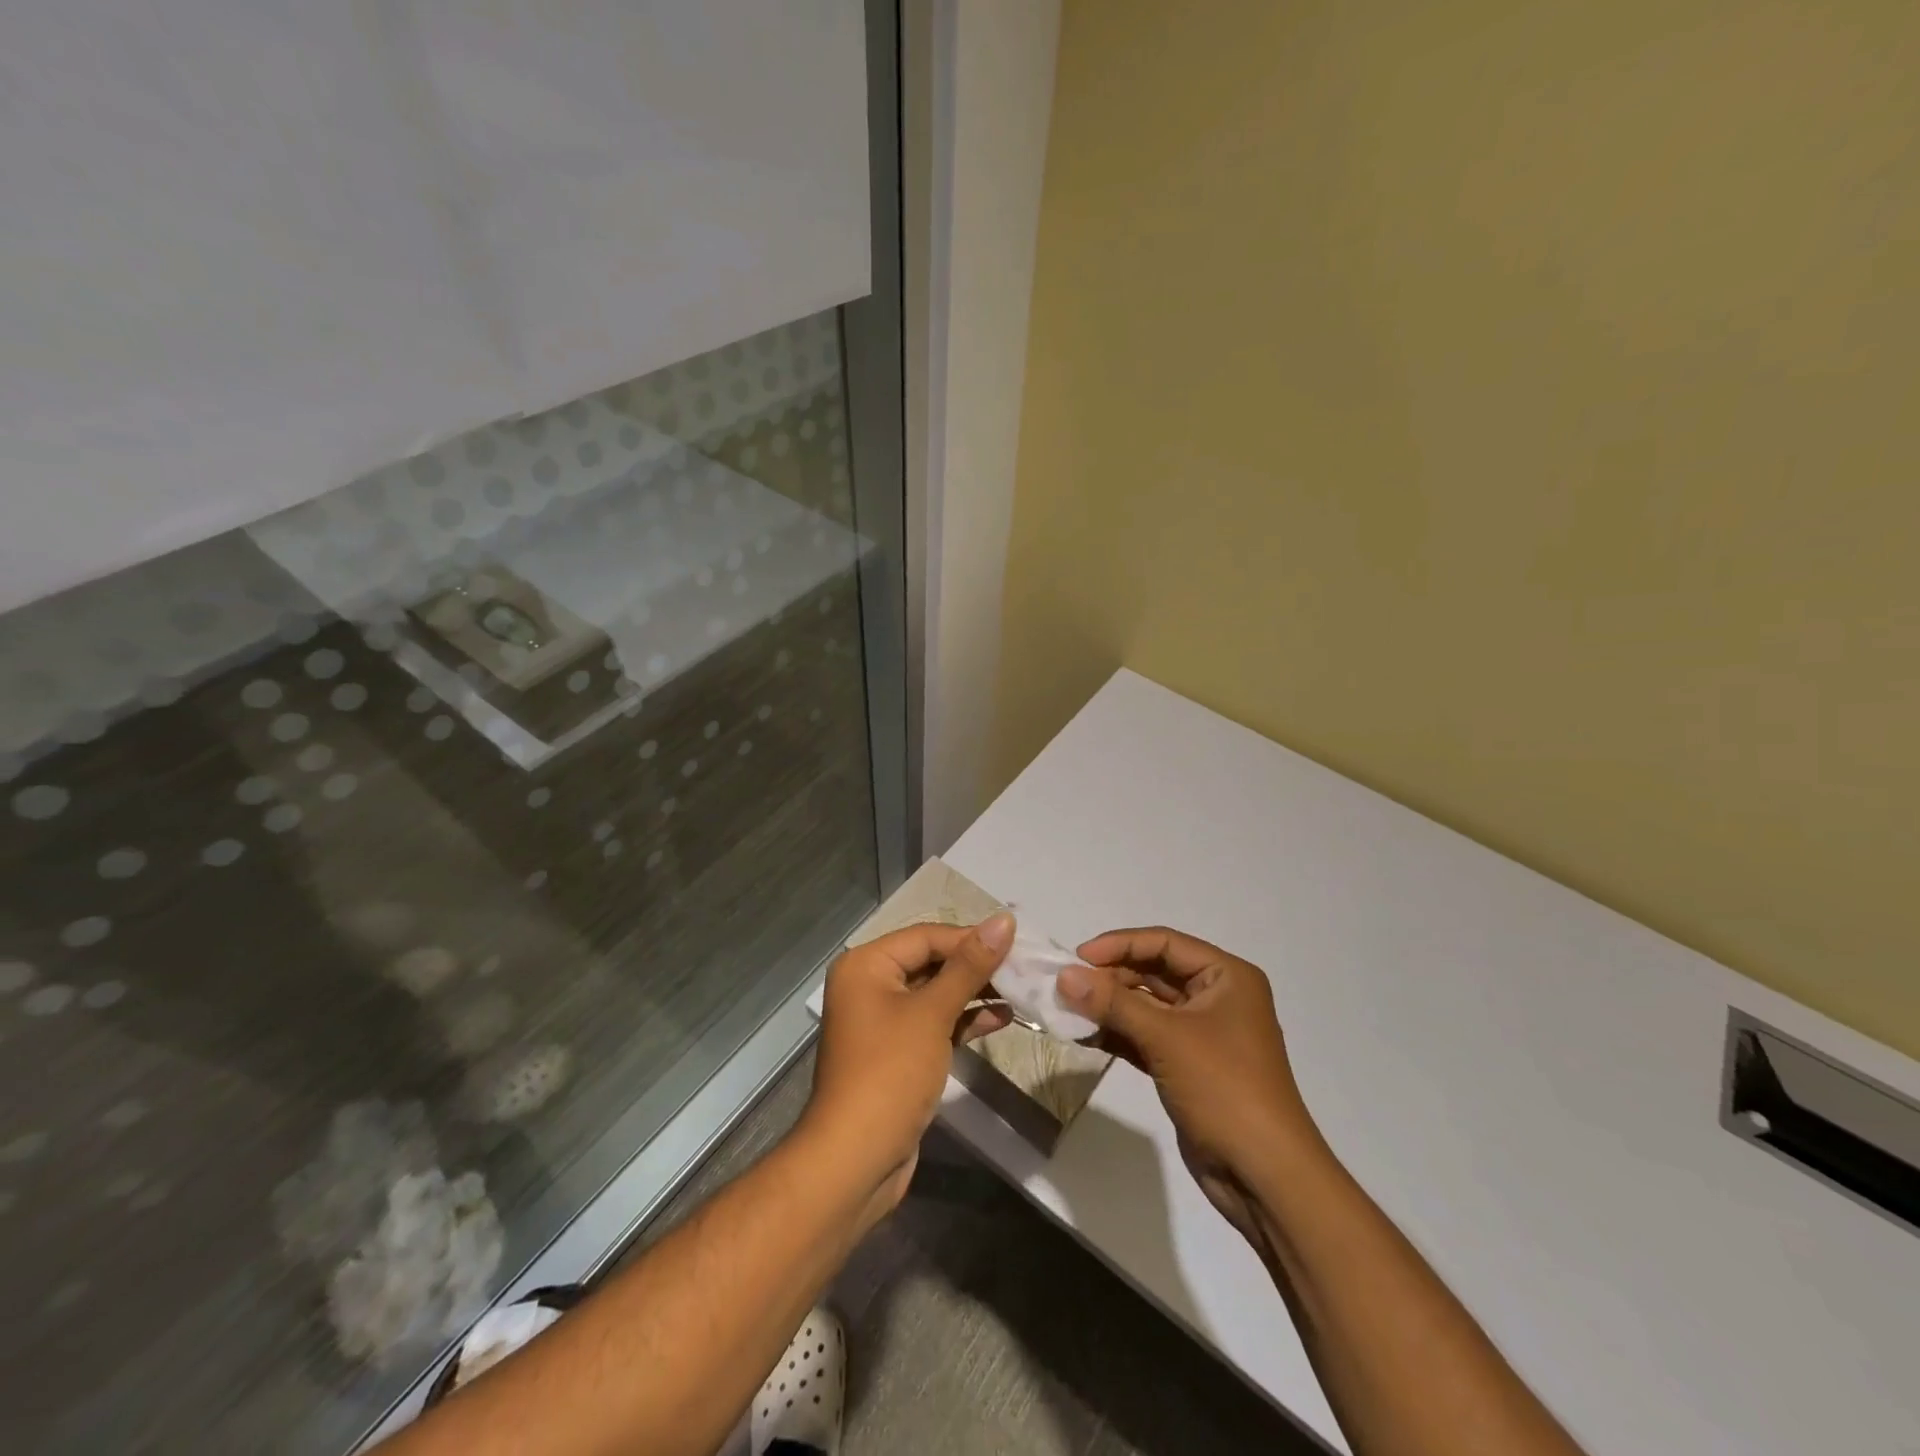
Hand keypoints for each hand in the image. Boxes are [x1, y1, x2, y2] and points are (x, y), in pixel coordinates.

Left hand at [803, 914, 1015, 1220]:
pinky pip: (934, 1022)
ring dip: (975, 992)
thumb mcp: (932, 1013)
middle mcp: (870, 985)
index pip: (927, 936)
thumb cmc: (890, 1073)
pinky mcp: (898, 1052)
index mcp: (867, 965)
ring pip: (936, 993)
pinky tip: (1001, 1018)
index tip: (1018, 944)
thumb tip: (1004, 920)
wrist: (855, 1161)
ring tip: (1021, 990)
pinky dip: (963, 1019)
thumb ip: (970, 966)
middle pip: (931, 961)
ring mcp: (883, 1021)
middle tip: (1024, 968)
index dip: (971, 938)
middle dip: (976, 965)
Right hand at [1059, 927, 1327, 1243]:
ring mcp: (1201, 1034)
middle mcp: (1216, 997)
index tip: (1078, 958)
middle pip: (1154, 971)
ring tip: (1067, 1010)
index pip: (1165, 943)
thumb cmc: (1224, 1088)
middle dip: (1110, 977)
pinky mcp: (1187, 1066)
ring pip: (1146, 1006)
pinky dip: (1118, 1034)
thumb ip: (1113, 1003)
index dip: (1120, 945)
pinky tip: (1084, 1036)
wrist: (1264, 1176)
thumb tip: (1064, 976)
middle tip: (1066, 987)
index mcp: (1226, 976)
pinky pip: (1146, 1037)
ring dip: (1109, 1007)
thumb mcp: (1166, 1038)